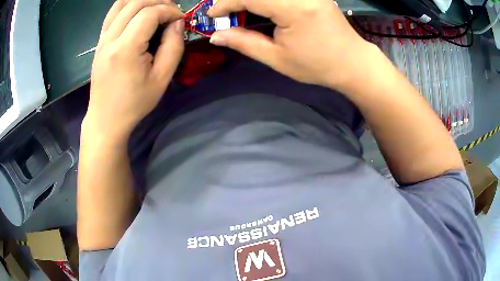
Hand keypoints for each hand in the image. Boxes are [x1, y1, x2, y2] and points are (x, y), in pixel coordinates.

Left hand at [83, 0, 184, 142]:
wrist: (106, 119)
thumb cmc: (134, 103)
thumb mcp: (161, 79)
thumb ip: (173, 47)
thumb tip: (177, 23)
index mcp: (126, 49)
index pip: (150, 14)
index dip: (170, 11)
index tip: (180, 19)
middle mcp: (110, 39)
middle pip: (136, 3)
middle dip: (159, 1)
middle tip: (171, 11)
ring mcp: (102, 39)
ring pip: (121, 3)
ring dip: (142, 0)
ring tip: (156, 8)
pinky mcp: (99, 42)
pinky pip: (112, 14)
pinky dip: (128, 6)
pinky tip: (138, 12)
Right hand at [208, 0, 371, 90]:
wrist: (352, 62)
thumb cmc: (317, 65)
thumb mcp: (278, 58)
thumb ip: (244, 42)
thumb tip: (216, 36)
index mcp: (294, 8)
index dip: (226, 3)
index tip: (212, 15)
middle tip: (225, 12)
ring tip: (239, 10)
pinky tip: (258, 6)